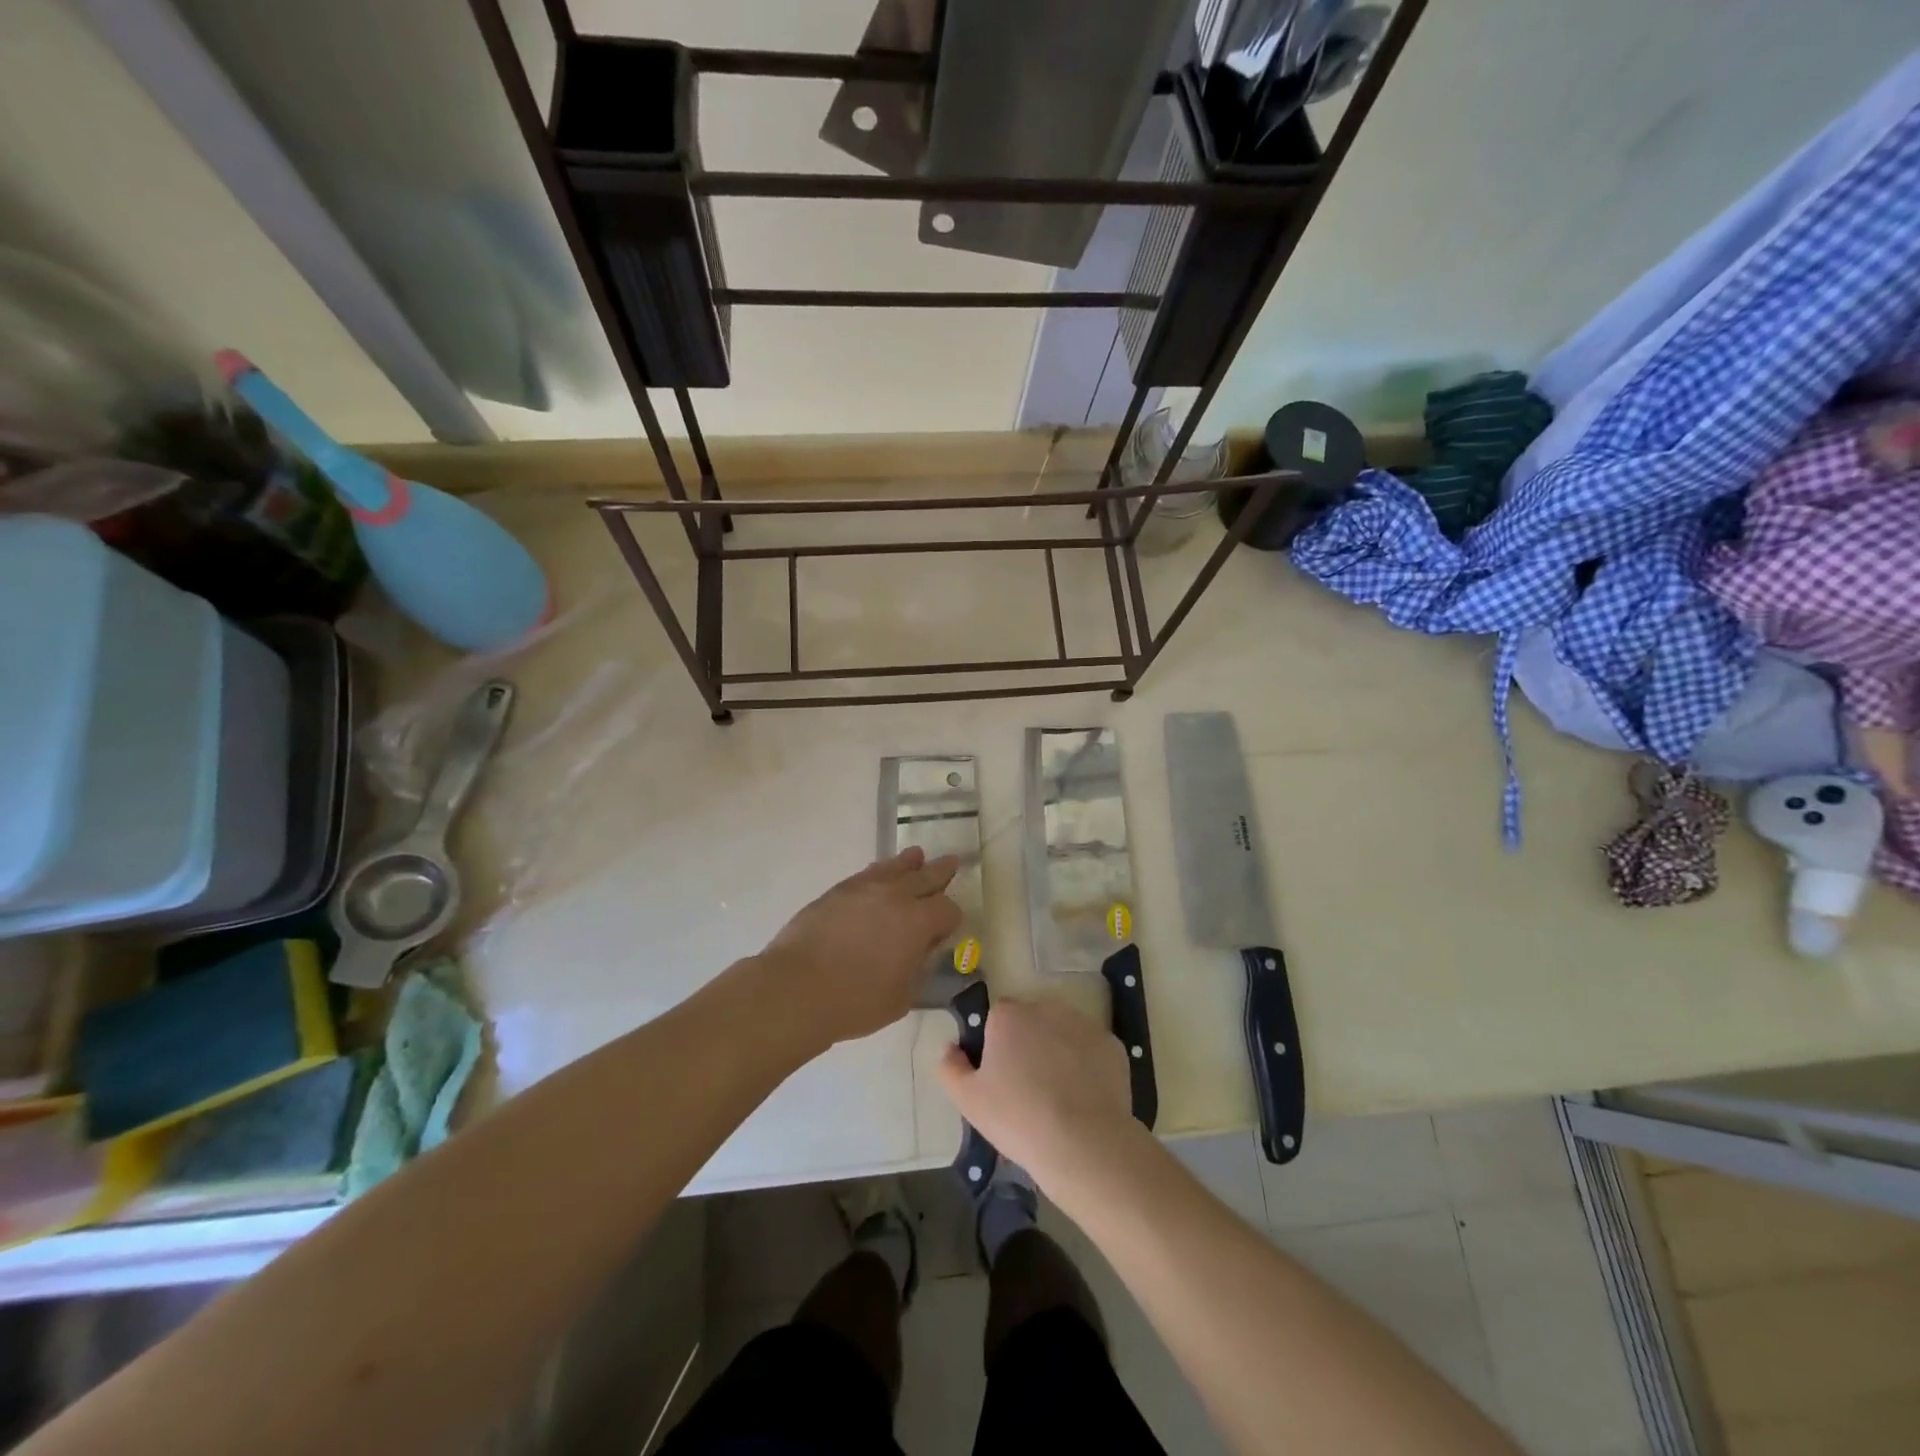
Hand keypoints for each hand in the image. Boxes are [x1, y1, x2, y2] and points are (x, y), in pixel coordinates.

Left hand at [759, 847, 960, 1050]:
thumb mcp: (902, 997)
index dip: (951, 919)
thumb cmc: (856, 1001)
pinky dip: (880, 871)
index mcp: (919, 921)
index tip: (946, 929)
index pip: (948, 909)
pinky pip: (868, 873)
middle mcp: (896, 895)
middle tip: (953, 863)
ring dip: (910, 862)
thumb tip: (922, 952)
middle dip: (942, 872)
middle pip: (927, 876)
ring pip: (895, 866)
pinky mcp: (838, 890)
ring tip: (917, 856)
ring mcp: (865, 888)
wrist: (797, 988)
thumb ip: (918, 969)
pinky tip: (880, 873)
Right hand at [936, 997, 1141, 1194]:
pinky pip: (1091, 1051)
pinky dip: (1087, 1066)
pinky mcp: (1112, 1045)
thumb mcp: (968, 1100)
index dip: (996, 1045)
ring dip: (1057, 1051)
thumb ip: (950, 1067)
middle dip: (1028, 1044)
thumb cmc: (1017, 1118)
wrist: (1083, 1143)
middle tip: (1027, 1087)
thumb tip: (949, 1048)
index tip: (999, 1076)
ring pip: (1063, 1033)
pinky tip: (1083, 1098)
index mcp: (1008, 1016)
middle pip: (1031, 1021)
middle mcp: (1046, 1008)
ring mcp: (1083, 1024)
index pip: (996, 1018)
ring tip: (1058, 1096)